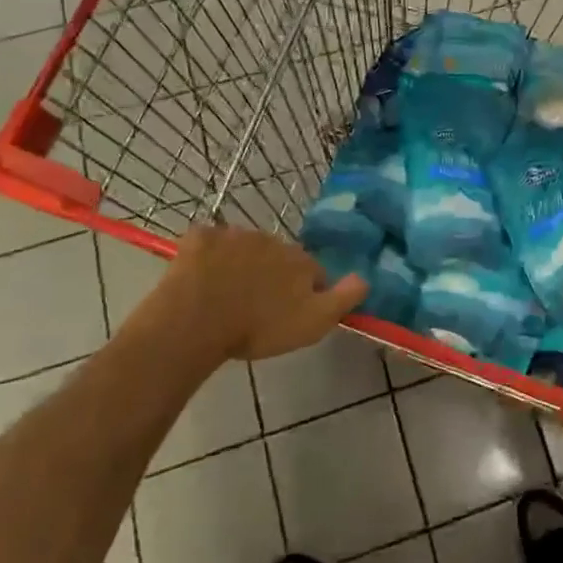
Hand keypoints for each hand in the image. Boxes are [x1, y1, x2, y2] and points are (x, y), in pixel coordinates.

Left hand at [127, 226, 366, 363]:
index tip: (289, 313)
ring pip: (243, 247)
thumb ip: (344, 297)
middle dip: (271, 275)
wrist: (196, 323)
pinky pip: (208, 242)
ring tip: (225, 296)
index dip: (305, 291)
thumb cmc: (258, 327)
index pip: (313, 271)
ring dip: (240, 264)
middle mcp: (272, 239)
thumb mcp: (314, 322)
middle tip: (256, 307)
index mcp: (300, 260)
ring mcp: (233, 234)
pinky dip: (207, 255)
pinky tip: (199, 278)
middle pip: (278, 256)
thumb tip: (365, 276)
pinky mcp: (200, 237)